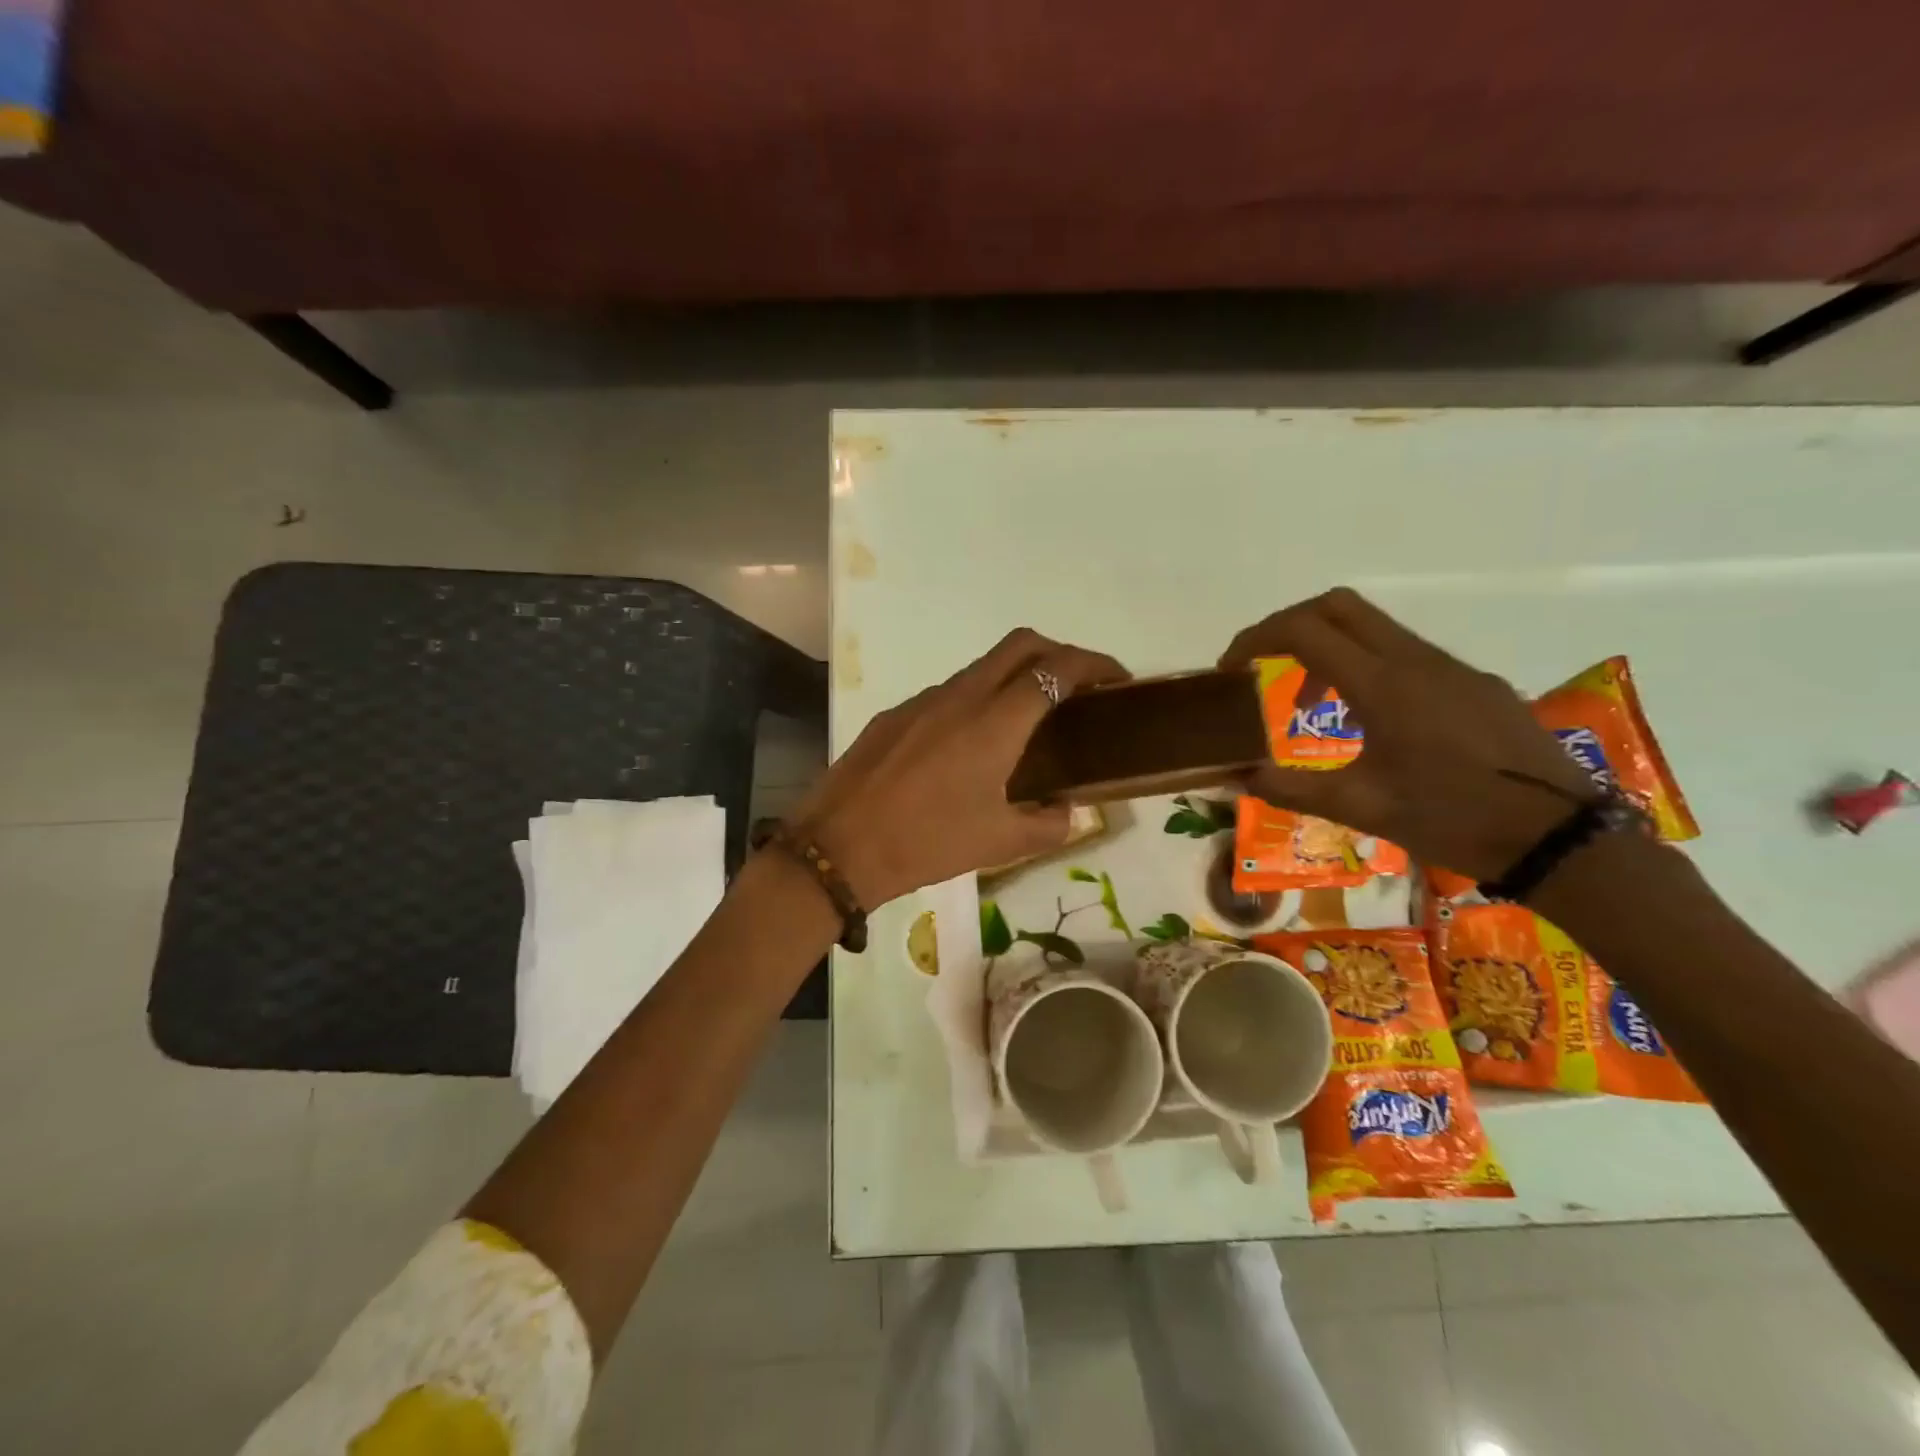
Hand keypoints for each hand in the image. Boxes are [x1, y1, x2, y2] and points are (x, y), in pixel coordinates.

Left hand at [794, 629, 1128, 905]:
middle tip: (1079, 687)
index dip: (1095, 664)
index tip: (1118, 679)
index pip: (1057, 668)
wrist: (840, 846)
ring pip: (982, 667)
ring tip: (1028, 722)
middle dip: (1059, 653)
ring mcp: (923, 700)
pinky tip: (970, 746)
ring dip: (1014, 678)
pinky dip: (976, 701)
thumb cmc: (927, 842)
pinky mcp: (895, 714)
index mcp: (995, 721)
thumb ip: (1049, 824)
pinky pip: (948, 693)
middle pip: (1020, 644)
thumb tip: (1067, 810)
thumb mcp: (1000, 843)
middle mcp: (961, 696)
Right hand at [1219, 588, 1595, 880]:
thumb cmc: (1452, 819)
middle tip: (1263, 665)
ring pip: (1374, 629)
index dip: (1256, 638)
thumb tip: (1235, 776)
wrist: (1560, 837)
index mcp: (1383, 685)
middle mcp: (1416, 661)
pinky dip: (1367, 668)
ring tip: (1311, 705)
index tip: (1231, 668)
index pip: (1304, 630)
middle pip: (1339, 607)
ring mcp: (1452, 669)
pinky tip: (1372, 722)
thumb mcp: (1362, 808)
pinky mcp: (1476, 684)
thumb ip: (1291, 788)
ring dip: (1328, 650)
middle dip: (1289, 626)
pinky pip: (1407, 655)